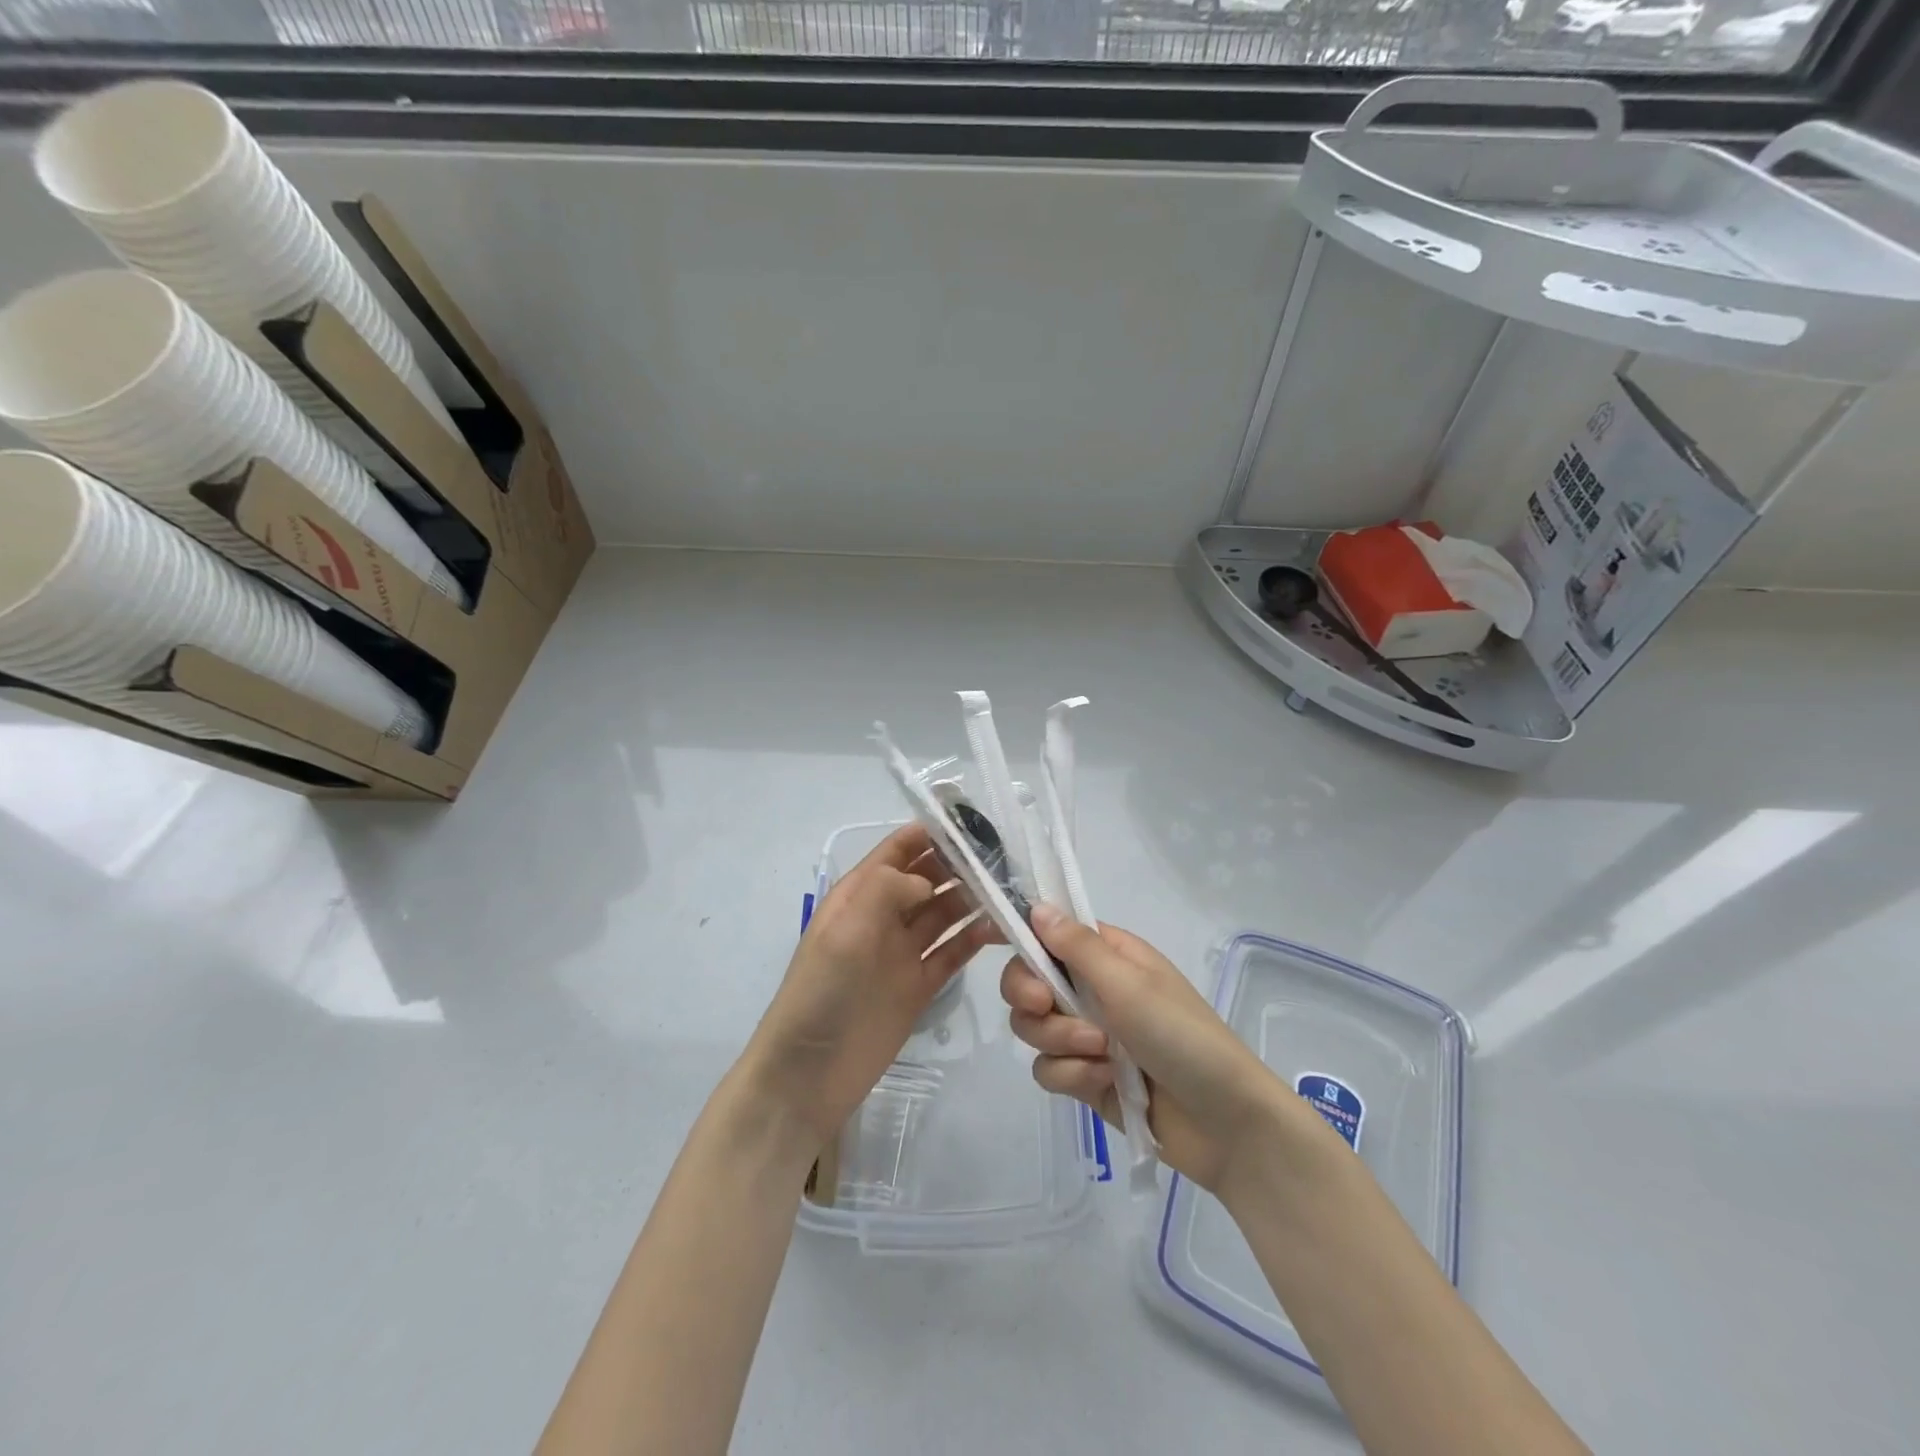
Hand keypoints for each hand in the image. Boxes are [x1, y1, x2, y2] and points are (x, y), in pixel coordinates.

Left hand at [739, 823, 993, 1151]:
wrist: (809, 1073)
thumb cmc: (821, 992)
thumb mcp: (845, 929)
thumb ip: (887, 890)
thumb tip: (928, 881)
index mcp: (859, 895)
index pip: (897, 850)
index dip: (930, 833)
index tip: (973, 823)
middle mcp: (883, 917)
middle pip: (927, 879)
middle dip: (960, 865)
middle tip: (1004, 858)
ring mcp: (902, 953)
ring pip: (944, 914)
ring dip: (973, 899)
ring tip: (1010, 890)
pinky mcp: (919, 986)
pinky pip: (952, 953)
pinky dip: (974, 939)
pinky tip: (999, 929)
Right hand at [1001, 906, 1316, 1195]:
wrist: (1225, 1123)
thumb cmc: (1181, 1035)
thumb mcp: (1128, 983)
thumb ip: (1077, 947)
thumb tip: (1037, 907)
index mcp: (1106, 955)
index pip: (1048, 933)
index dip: (1021, 938)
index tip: (998, 944)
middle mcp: (1091, 989)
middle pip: (1027, 980)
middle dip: (1031, 997)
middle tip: (1046, 1006)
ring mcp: (1086, 1035)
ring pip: (1032, 1027)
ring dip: (1059, 1040)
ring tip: (1100, 1054)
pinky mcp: (1084, 1078)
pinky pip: (1047, 1069)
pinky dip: (1071, 1075)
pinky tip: (1104, 1082)